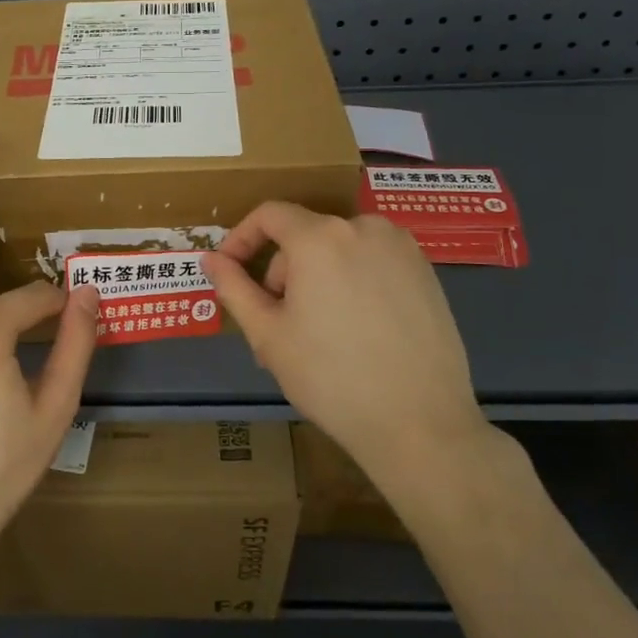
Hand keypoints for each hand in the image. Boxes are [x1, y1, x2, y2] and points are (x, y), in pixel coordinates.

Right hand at [203, 204, 492, 484]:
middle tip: (277, 323)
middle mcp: (364, 227)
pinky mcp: (427, 271)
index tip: (229, 271)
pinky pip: (372, 262)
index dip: (241, 238)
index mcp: (320, 237)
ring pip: (339, 249)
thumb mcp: (268, 334)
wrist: (420, 422)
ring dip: (317, 278)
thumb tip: (211, 258)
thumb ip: (234, 287)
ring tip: (316, 333)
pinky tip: (357, 331)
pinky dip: (352, 282)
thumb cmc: (330, 377)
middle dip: (283, 271)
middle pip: (305, 234)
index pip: (269, 214)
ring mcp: (402, 248)